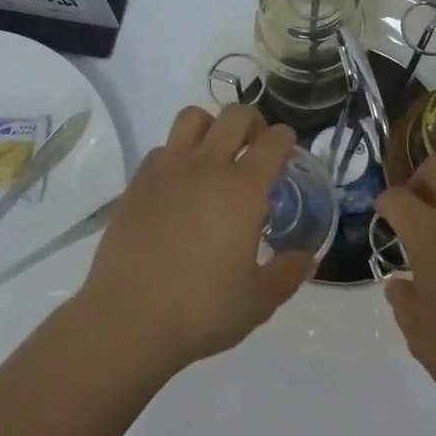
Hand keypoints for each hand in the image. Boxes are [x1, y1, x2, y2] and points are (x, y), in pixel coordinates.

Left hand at [75, 105, 313, 375]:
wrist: (127, 320)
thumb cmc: (200, 311)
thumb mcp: (256, 302)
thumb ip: (286, 275)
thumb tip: (307, 260)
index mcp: (243, 189)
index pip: (273, 141)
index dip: (285, 139)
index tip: (287, 149)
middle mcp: (207, 166)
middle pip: (235, 115)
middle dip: (252, 122)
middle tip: (254, 146)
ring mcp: (168, 169)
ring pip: (192, 117)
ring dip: (210, 126)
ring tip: (214, 154)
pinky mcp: (137, 181)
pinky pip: (162, 148)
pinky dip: (176, 154)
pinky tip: (178, 185)